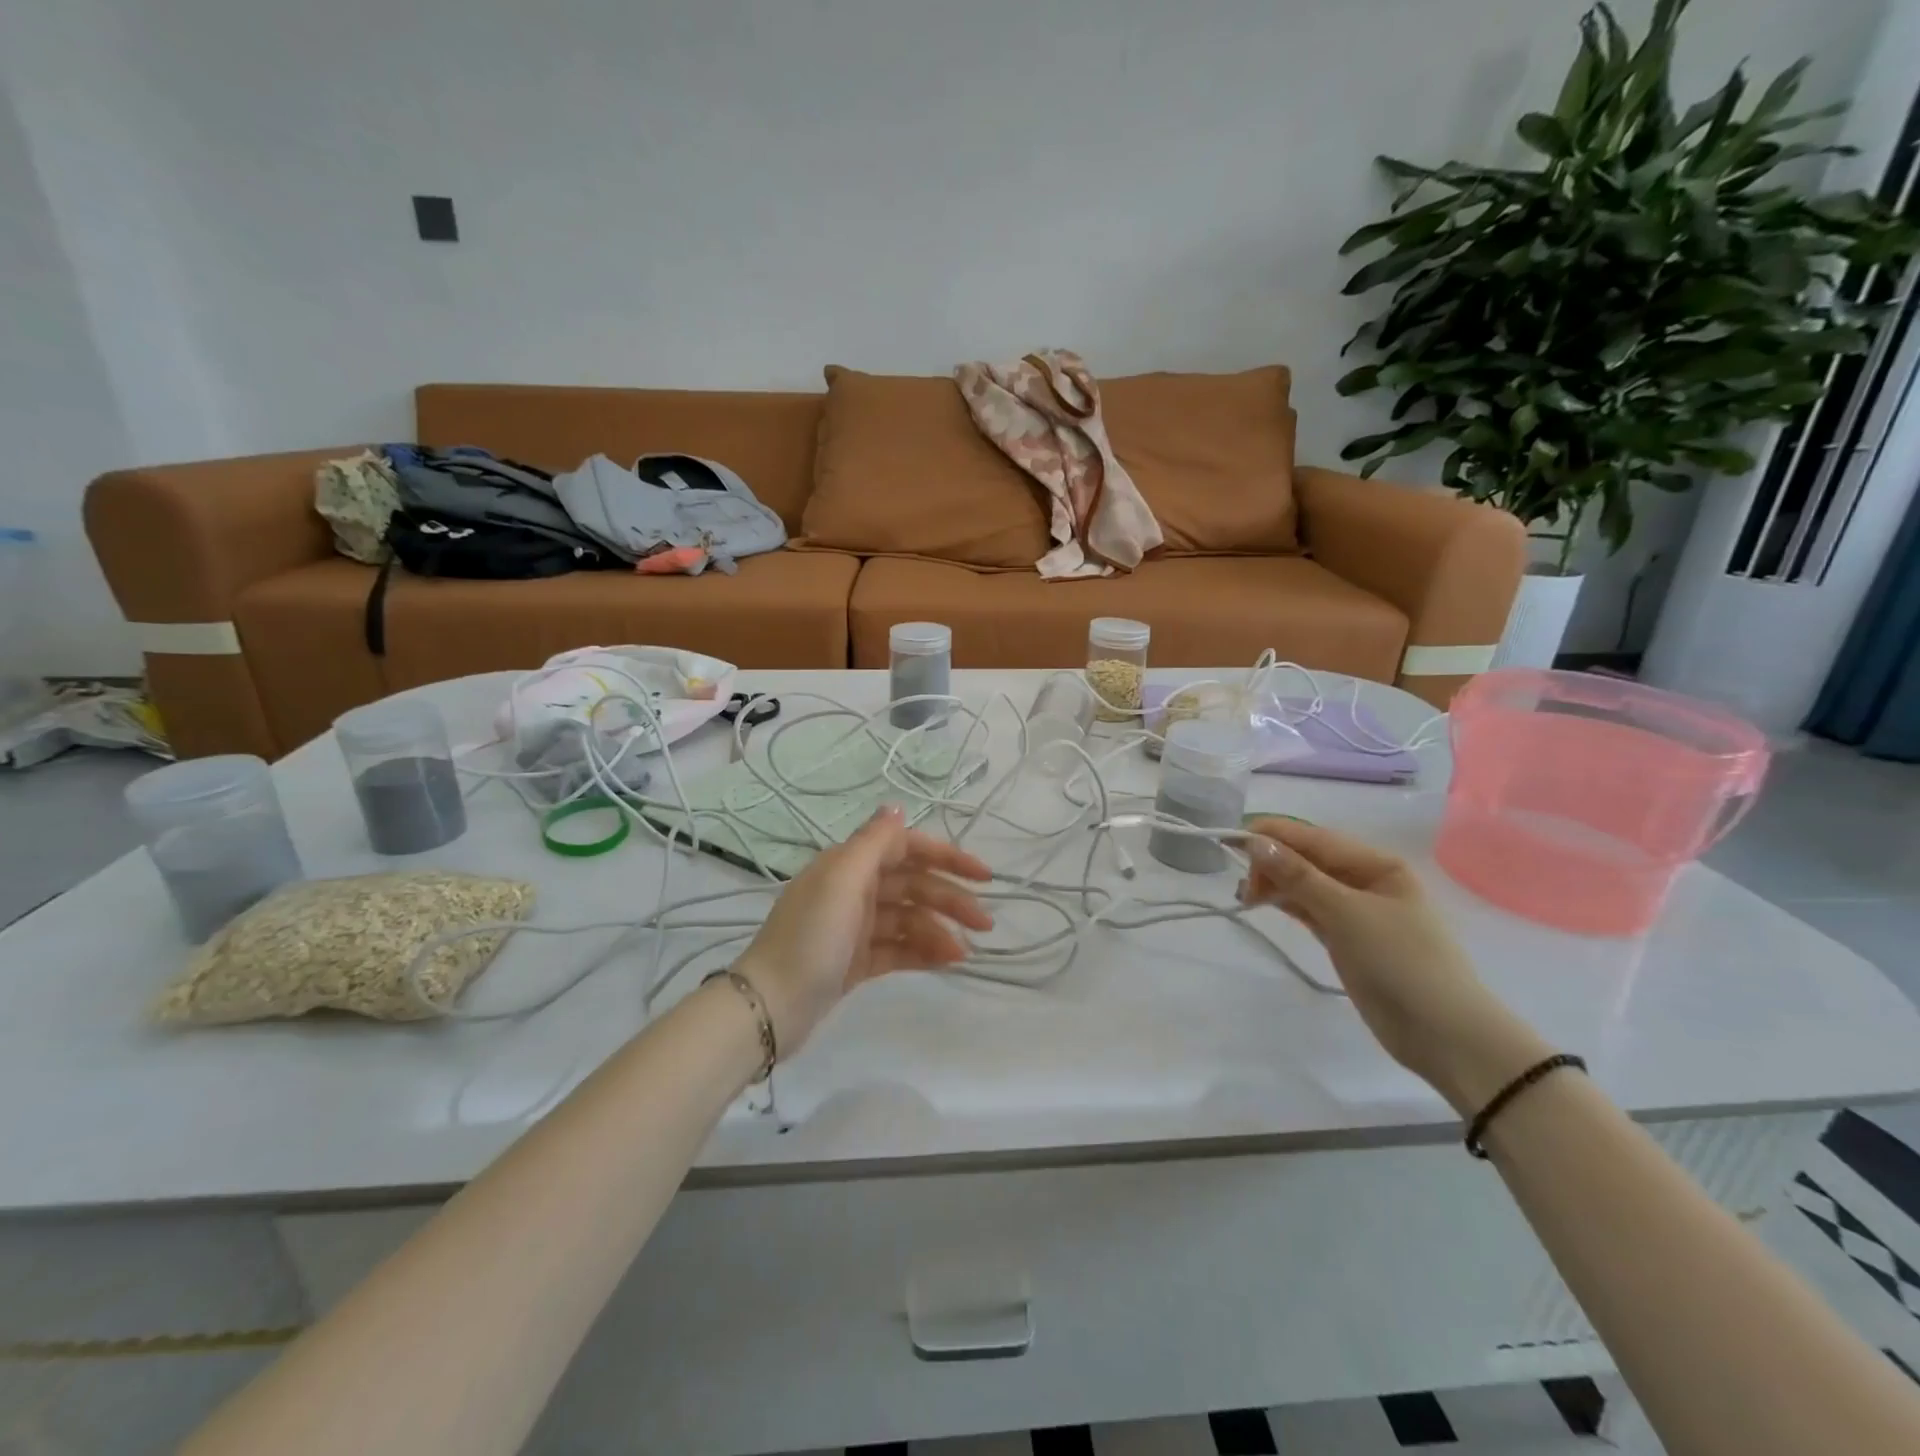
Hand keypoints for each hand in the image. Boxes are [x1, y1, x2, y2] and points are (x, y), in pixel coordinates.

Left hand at [733, 807, 993, 1056]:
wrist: (770, 1006)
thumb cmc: (810, 936)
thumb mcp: (842, 881)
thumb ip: (873, 842)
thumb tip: (896, 806)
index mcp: (849, 865)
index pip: (907, 848)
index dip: (946, 856)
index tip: (983, 875)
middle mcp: (853, 889)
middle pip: (913, 885)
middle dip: (950, 899)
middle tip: (986, 923)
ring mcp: (855, 927)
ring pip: (909, 920)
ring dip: (939, 931)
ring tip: (964, 953)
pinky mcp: (856, 961)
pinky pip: (899, 949)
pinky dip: (922, 953)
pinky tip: (947, 962)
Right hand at [1239, 817, 1549, 1111]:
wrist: (1444, 1035)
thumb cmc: (1401, 962)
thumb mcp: (1347, 913)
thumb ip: (1298, 876)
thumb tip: (1255, 841)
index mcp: (1376, 863)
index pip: (1313, 837)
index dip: (1272, 835)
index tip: (1230, 841)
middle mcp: (1366, 879)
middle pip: (1307, 858)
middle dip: (1271, 862)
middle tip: (1242, 886)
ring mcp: (1356, 911)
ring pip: (1305, 884)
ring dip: (1275, 884)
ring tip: (1245, 897)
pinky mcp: (1347, 938)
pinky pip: (1309, 908)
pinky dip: (1286, 904)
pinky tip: (1264, 904)